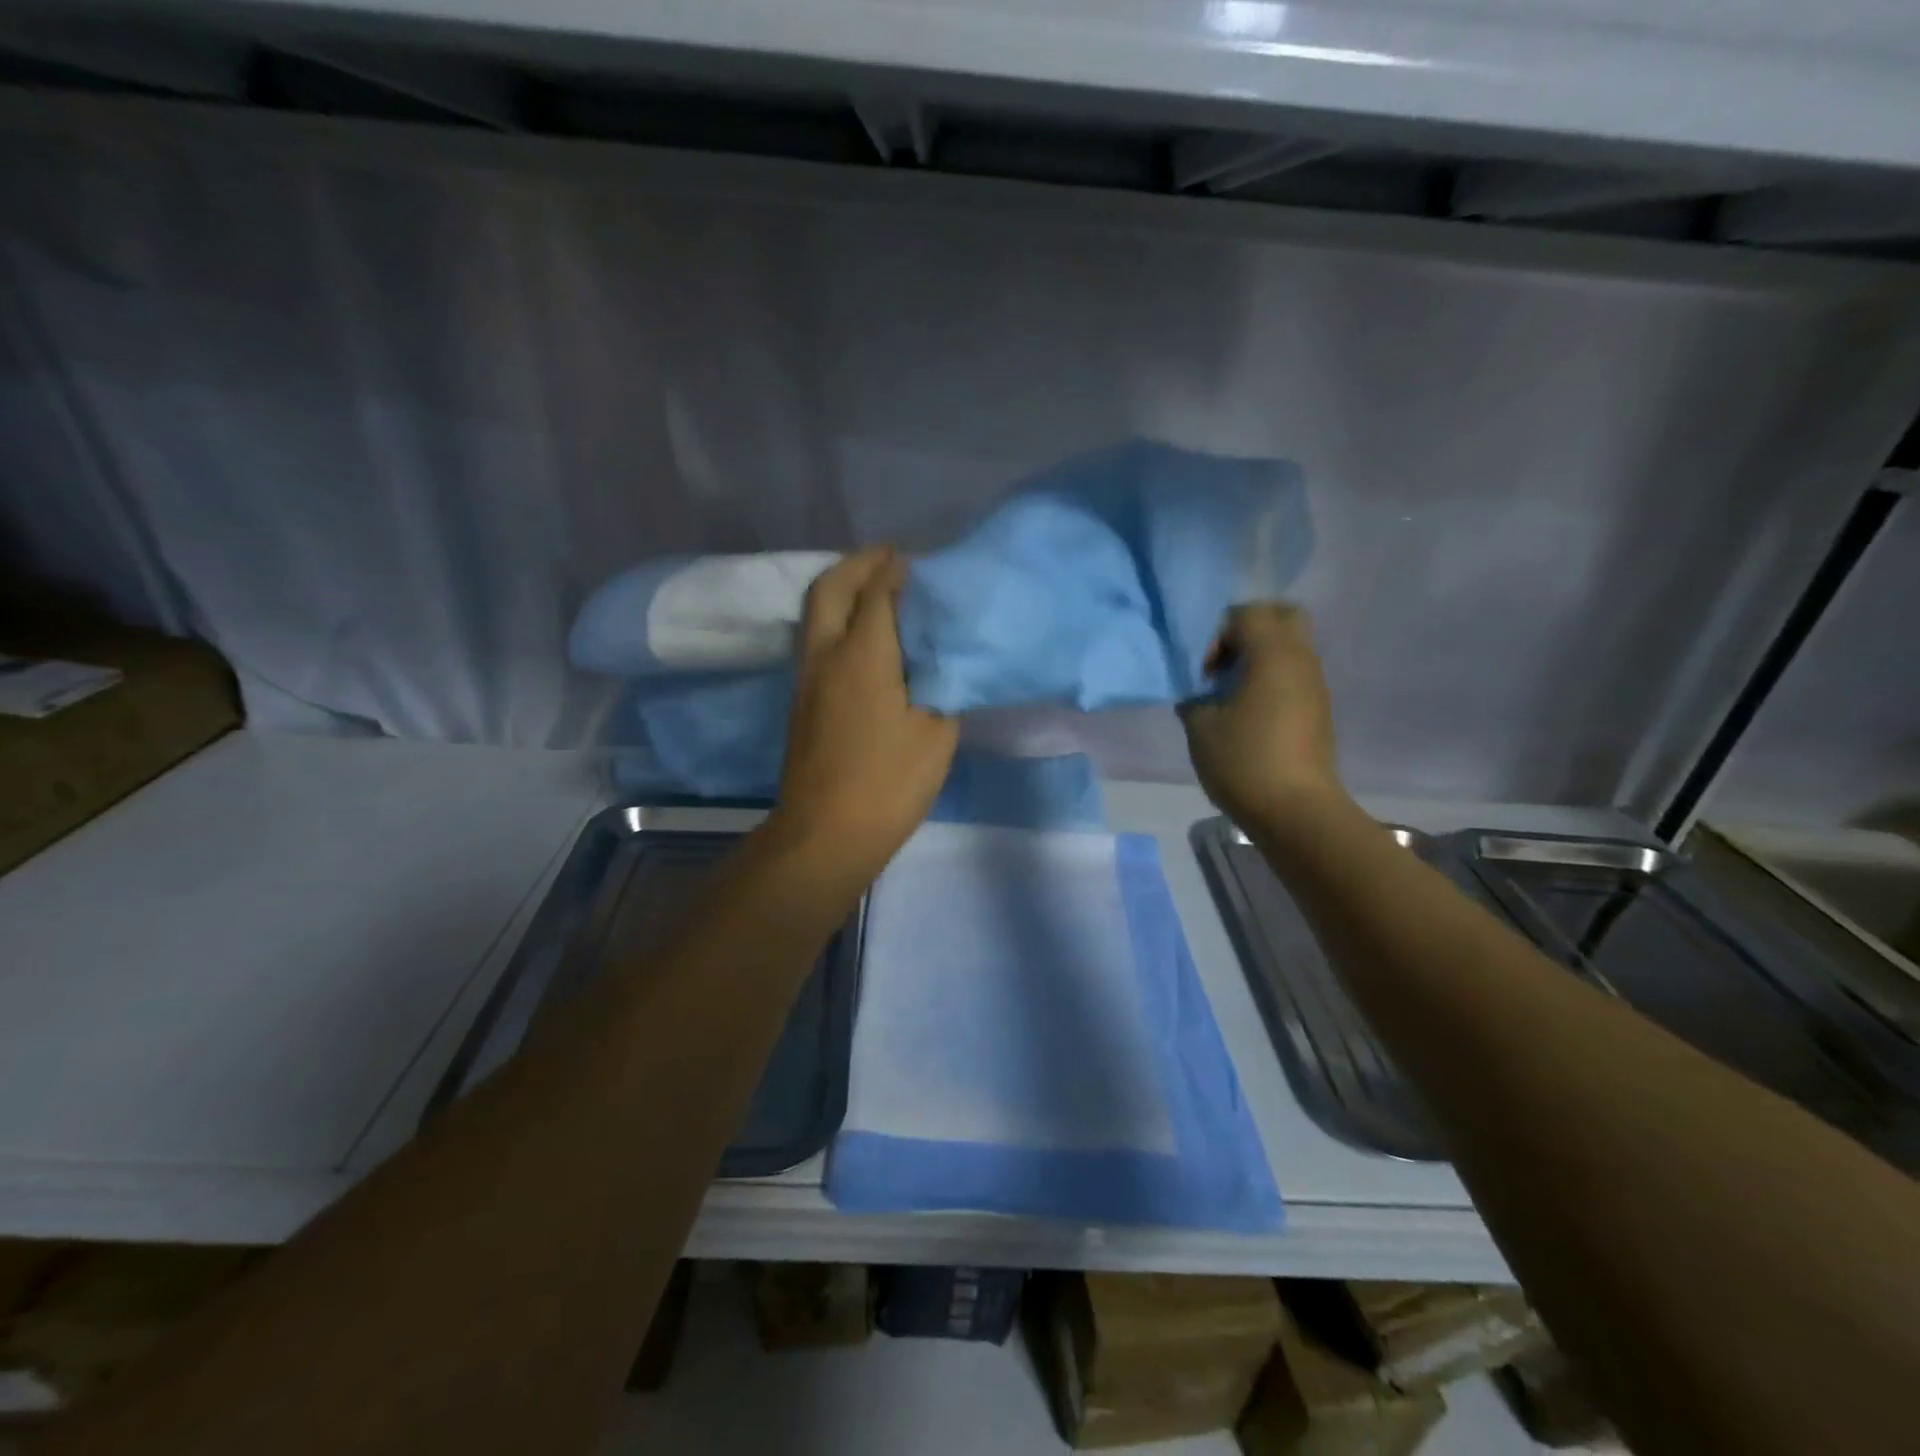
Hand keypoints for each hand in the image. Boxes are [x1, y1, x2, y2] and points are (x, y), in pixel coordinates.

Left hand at [767, 546, 958, 879]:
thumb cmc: (887, 784)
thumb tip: (939, 670)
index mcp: (863, 656)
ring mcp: (806, 679)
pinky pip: (815, 640)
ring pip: (815, 614)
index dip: (894, 569)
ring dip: (841, 590)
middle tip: (886, 558)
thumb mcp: (937, 735)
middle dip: (856, 564)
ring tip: (875, 589)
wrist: (825, 833)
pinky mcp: (801, 702)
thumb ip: (942, 691)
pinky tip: (862, 635)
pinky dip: (836, 620)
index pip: (876, 593)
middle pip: (829, 589)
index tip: (915, 558)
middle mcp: (825, 656)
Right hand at [1179, 604, 1347, 833]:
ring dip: (1259, 658)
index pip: (1246, 613)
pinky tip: (1248, 713)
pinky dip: (1271, 679)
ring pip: (1291, 646)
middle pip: (1283, 616)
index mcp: (1272, 654)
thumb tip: (1198, 696)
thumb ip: (1194, 699)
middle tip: (1224, 662)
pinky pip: (1294, 674)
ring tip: (1231, 693)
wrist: (1295, 810)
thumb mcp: (1201, 727)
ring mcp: (1314, 684)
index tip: (1204, 671)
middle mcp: (1300, 659)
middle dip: (1249, 630)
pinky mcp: (1318, 709)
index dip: (1217, 633)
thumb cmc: (1244, 760)